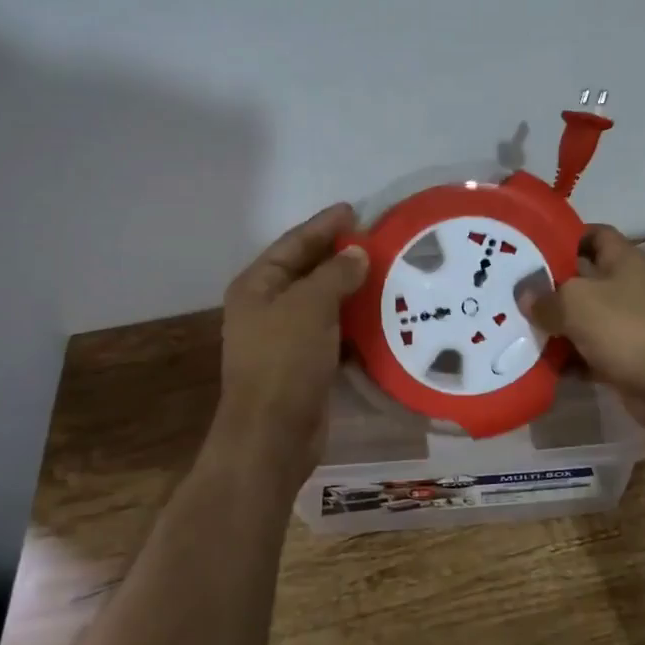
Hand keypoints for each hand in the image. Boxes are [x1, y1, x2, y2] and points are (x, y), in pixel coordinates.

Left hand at [217, 203, 369, 464]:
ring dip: (351, 288)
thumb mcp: (310, 306)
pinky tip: (381, 314)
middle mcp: (267, 307)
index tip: (356, 210)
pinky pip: (333, 330)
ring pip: (323, 301)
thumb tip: (357, 253)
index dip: (324, 225)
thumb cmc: (285, 361)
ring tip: (387, 272)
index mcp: (257, 285)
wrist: (273, 435)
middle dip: (340, 255)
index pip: (294, 243)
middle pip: (307, 270)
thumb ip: (335, 274)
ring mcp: (285, 337)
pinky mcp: (305, 363)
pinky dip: (354, 320)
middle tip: (377, 239)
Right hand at [521, 225, 644, 432]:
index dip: (565, 236)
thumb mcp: (576, 302)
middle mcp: (625, 288)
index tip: (532, 246)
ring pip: (581, 320)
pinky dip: (566, 359)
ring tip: (513, 328)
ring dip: (554, 327)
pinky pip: (586, 353)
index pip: (594, 235)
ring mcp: (625, 325)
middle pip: (582, 280)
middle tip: (511, 290)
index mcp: (622, 260)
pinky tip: (536, 364)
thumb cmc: (626, 328)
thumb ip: (545, 298)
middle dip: (549, 287)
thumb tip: (523, 295)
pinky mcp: (622, 358)